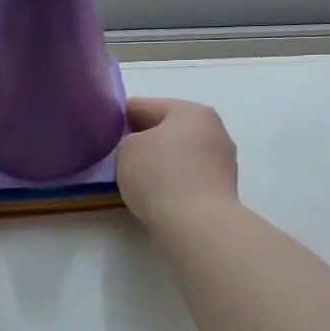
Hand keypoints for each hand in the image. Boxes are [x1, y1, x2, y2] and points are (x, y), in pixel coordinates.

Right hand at [116, 98, 239, 228]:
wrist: (198, 224)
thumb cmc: (160, 176)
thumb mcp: (127, 149)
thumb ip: (129, 141)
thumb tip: (142, 148)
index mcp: (191, 111)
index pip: (146, 105)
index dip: (121, 115)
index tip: (105, 127)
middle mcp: (213, 129)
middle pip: (169, 128)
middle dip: (146, 138)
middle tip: (120, 152)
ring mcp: (222, 160)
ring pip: (182, 153)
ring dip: (162, 160)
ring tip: (137, 176)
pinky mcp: (223, 188)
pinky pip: (190, 176)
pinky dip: (174, 181)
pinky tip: (158, 193)